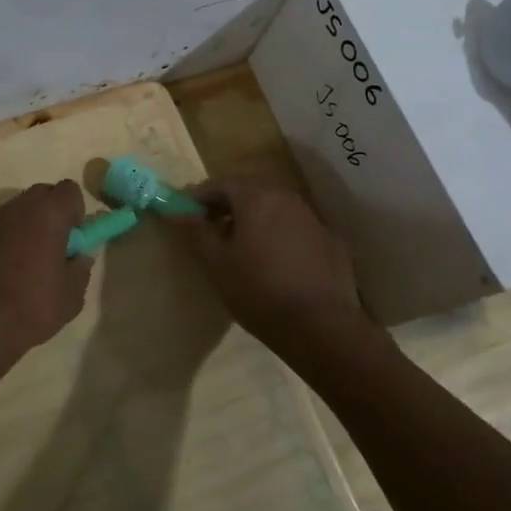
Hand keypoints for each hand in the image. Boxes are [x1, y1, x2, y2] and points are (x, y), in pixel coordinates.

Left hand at [0, 181, 92, 368]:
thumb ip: (80, 268)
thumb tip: (79, 257)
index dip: (74, 212)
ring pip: (14, 213)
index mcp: (48, 214)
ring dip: (23, 229)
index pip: (69, 190)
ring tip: (22, 266)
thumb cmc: (32, 307)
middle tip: (51, 249)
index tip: (73, 239)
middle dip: (50, 215)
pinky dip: (0, 243)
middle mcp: (17, 207)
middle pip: (40, 196)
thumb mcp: (71, 296)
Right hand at [174, 178, 365, 352]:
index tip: (187, 211)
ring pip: (276, 206)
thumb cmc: (259, 292)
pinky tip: (277, 261)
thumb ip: (197, 232)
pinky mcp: (331, 241)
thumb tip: (179, 211)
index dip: (201, 195)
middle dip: (229, 202)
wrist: (322, 327)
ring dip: (256, 216)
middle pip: (251, 189)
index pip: (221, 183)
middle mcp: (286, 198)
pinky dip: (281, 233)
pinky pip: (297, 227)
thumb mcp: (217, 264)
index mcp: (256, 198)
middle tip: (212, 226)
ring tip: (243, 244)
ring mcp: (313, 218)